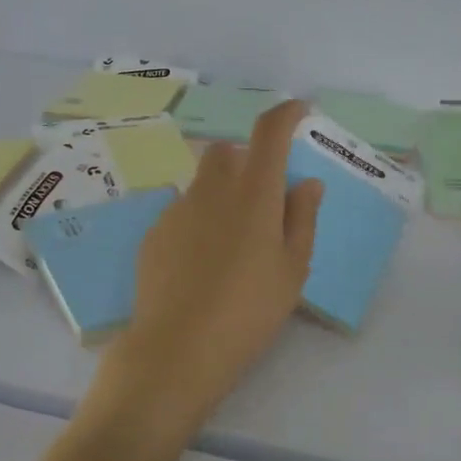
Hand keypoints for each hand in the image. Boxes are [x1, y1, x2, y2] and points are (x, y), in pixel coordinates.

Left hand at [95, 99, 322, 435]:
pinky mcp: (154, 233)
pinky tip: (202, 264)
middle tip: (263, 199)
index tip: (299, 112)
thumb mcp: (293, 269)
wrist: (179, 348)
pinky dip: (198, 222)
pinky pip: (182, 211)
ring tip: (232, 243)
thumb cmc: (250, 310)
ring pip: (203, 183)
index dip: (286, 114)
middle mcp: (212, 189)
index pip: (270, 132)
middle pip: (229, 152)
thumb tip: (306, 183)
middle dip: (248, 160)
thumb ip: (302, 218)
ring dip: (221, 194)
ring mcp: (177, 209)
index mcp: (254, 193)